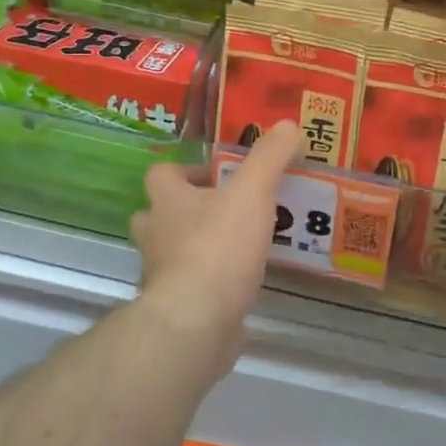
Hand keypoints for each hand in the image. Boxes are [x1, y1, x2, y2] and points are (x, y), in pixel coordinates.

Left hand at [130, 121, 302, 366]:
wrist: (196, 320)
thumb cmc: (218, 246)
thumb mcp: (252, 192)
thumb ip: (270, 157)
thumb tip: (289, 124)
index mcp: (167, 201)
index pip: (161, 174)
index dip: (186, 170)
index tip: (217, 175)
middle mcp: (156, 234)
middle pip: (159, 214)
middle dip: (187, 210)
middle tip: (226, 209)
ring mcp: (162, 274)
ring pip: (172, 251)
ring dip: (197, 245)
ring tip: (240, 244)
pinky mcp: (176, 307)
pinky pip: (190, 286)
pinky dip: (209, 282)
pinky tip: (240, 282)